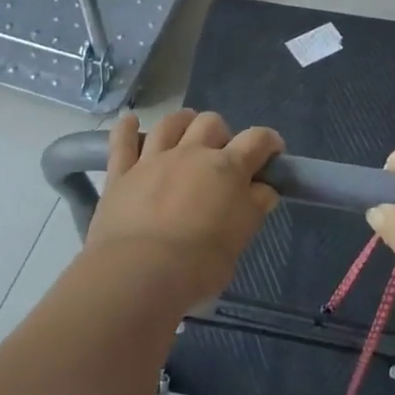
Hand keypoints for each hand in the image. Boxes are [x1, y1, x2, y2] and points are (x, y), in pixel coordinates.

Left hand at [86, 110, 283, 314]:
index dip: (268, 142)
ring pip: (170, 123)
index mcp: (227, 169)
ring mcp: (153, 159)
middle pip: (211, 123)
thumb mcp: (239, 241)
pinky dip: (126, 129)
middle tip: (222, 156)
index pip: (256, 140)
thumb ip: (252, 210)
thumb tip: (263, 190)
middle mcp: (192, 153)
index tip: (272, 152)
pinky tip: (129, 122)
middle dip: (221, 133)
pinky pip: (122, 141)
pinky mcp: (121, 172)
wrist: (139, 272)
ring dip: (182, 122)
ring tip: (185, 132)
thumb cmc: (199, 265)